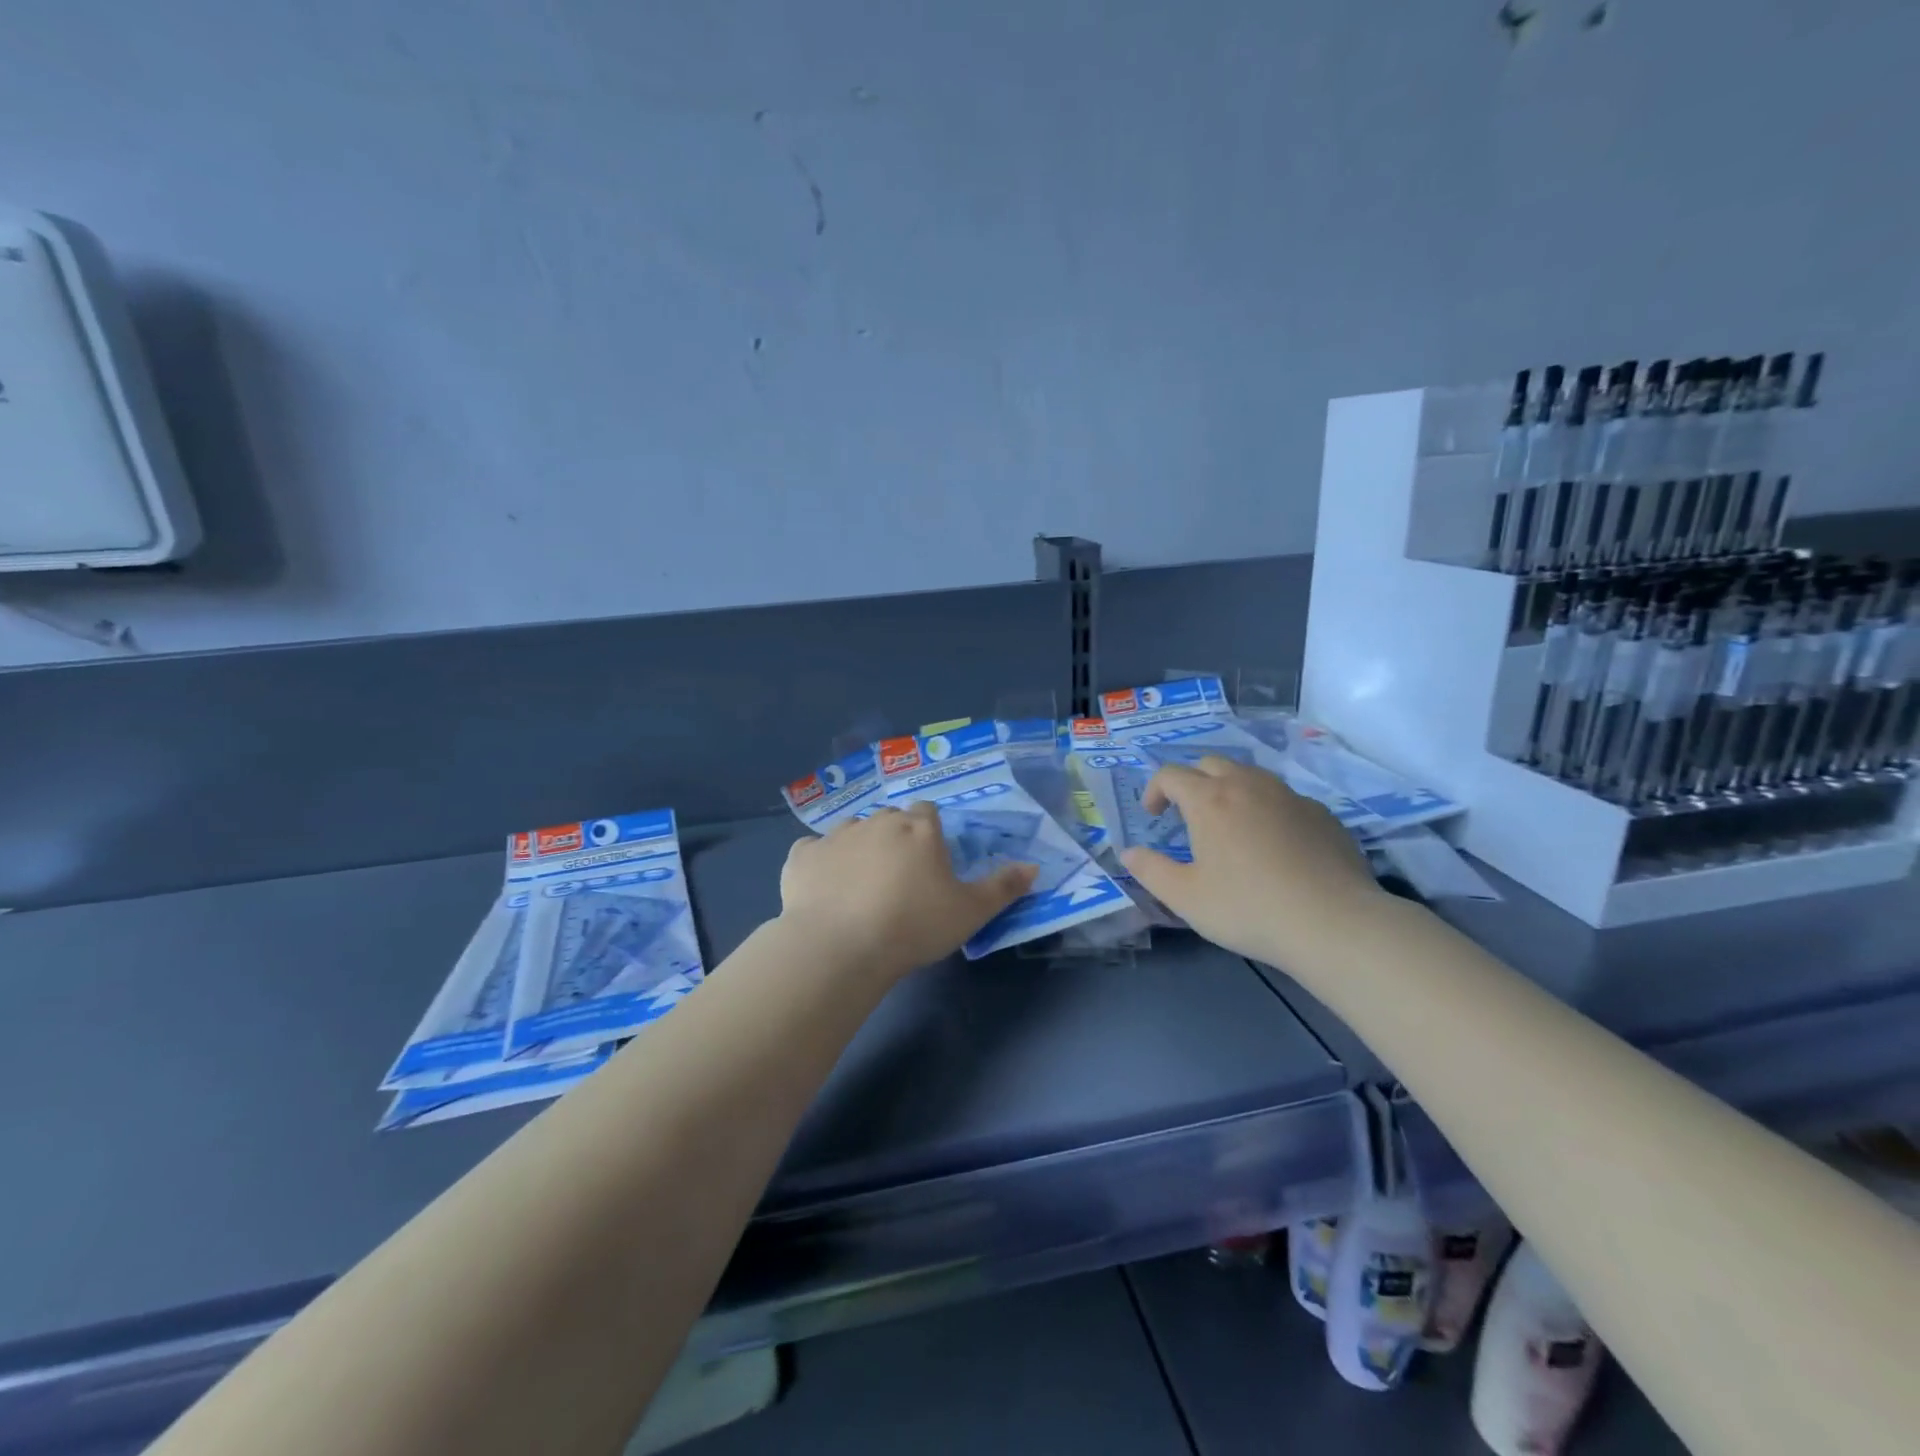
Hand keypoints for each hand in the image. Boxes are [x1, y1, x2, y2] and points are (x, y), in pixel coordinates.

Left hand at [778, 804, 1036, 980]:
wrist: (842, 945)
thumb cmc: (914, 925)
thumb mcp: (970, 912)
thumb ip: (1003, 887)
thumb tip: (1034, 867)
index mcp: (919, 828)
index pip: (928, 812)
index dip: (930, 833)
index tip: (931, 862)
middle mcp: (878, 821)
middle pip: (890, 819)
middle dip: (895, 839)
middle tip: (899, 879)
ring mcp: (836, 835)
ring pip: (852, 832)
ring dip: (858, 849)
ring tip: (860, 887)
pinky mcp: (802, 857)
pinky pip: (812, 852)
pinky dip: (819, 864)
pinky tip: (823, 888)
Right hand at [1120, 756, 1382, 966]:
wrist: (1334, 923)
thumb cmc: (1248, 908)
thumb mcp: (1185, 897)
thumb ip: (1150, 870)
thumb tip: (1128, 853)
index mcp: (1209, 800)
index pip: (1171, 774)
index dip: (1155, 790)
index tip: (1153, 817)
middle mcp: (1248, 785)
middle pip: (1211, 764)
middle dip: (1192, 782)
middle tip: (1188, 816)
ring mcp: (1290, 796)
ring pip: (1251, 776)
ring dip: (1230, 790)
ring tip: (1230, 826)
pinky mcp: (1322, 814)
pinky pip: (1284, 799)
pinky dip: (1267, 809)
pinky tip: (1274, 846)